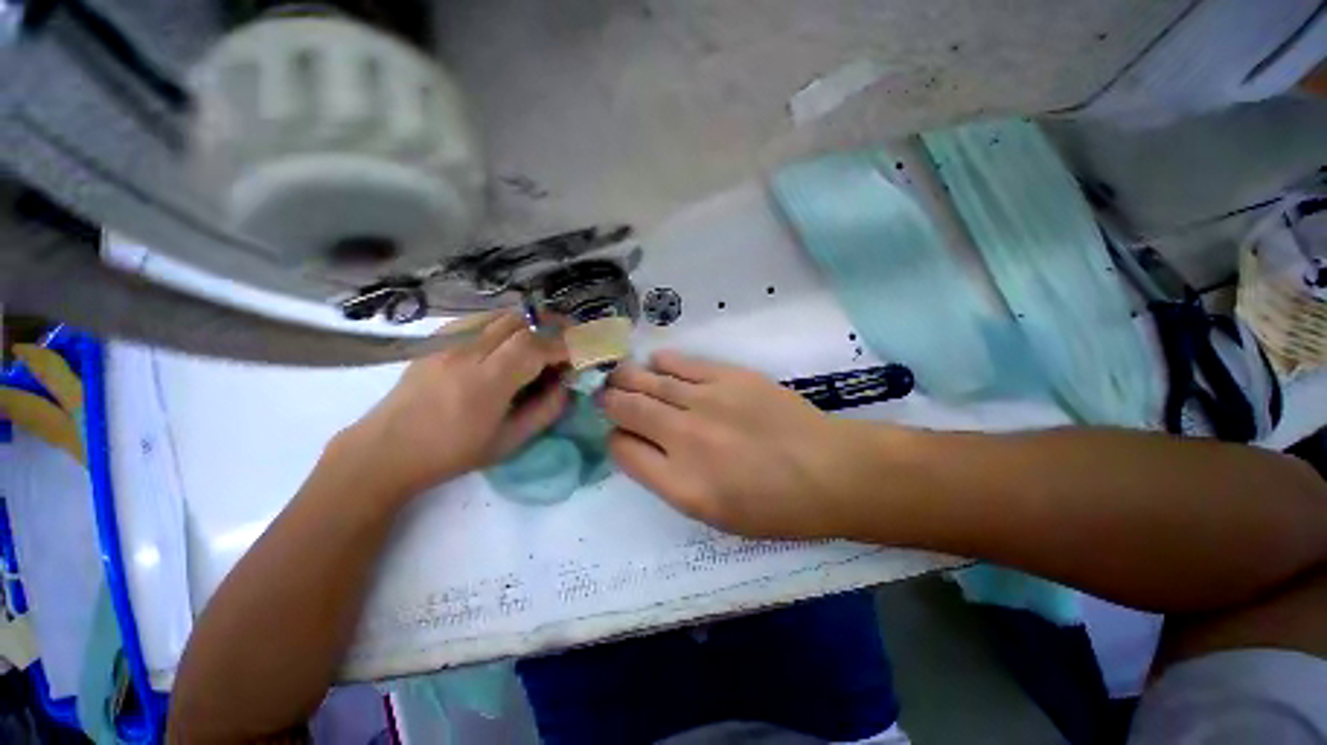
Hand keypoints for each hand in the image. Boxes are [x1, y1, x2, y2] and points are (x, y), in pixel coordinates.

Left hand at [335, 313, 568, 498]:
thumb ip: (546, 410)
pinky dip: (505, 325)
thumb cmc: (452, 453)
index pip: (534, 345)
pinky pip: (481, 319)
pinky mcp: (437, 339)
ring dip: (531, 323)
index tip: (580, 353)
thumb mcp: (509, 441)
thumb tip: (567, 384)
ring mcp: (448, 341)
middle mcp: (466, 352)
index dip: (564, 344)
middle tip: (569, 341)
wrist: (386, 450)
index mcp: (486, 382)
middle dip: (552, 326)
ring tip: (544, 340)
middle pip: (520, 320)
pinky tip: (509, 342)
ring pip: (501, 315)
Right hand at [604, 352, 868, 538]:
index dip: (615, 439)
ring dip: (627, 378)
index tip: (619, 434)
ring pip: (647, 381)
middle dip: (609, 400)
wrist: (828, 472)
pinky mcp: (727, 377)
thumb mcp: (715, 516)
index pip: (623, 451)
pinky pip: (681, 364)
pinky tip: (654, 363)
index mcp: (680, 484)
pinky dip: (662, 363)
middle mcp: (684, 438)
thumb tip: (641, 448)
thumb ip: (669, 481)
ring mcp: (705, 402)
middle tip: (605, 395)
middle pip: (627, 409)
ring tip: (618, 375)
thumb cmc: (775, 507)